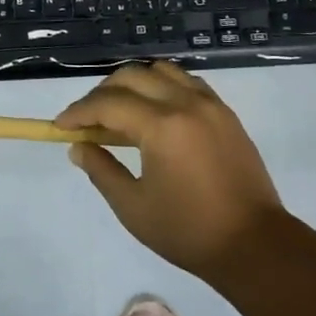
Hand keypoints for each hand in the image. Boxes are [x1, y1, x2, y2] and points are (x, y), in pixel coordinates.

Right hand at [55, 60, 284, 278]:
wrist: (254, 244)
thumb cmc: (188, 231)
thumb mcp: (133, 207)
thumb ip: (102, 170)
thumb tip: (79, 147)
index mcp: (161, 126)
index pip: (108, 104)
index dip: (79, 112)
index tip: (60, 126)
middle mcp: (185, 103)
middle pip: (132, 77)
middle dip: (101, 93)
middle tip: (87, 120)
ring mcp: (210, 104)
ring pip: (161, 71)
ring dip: (134, 83)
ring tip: (120, 110)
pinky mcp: (225, 113)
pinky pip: (187, 82)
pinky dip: (163, 86)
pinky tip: (155, 111)